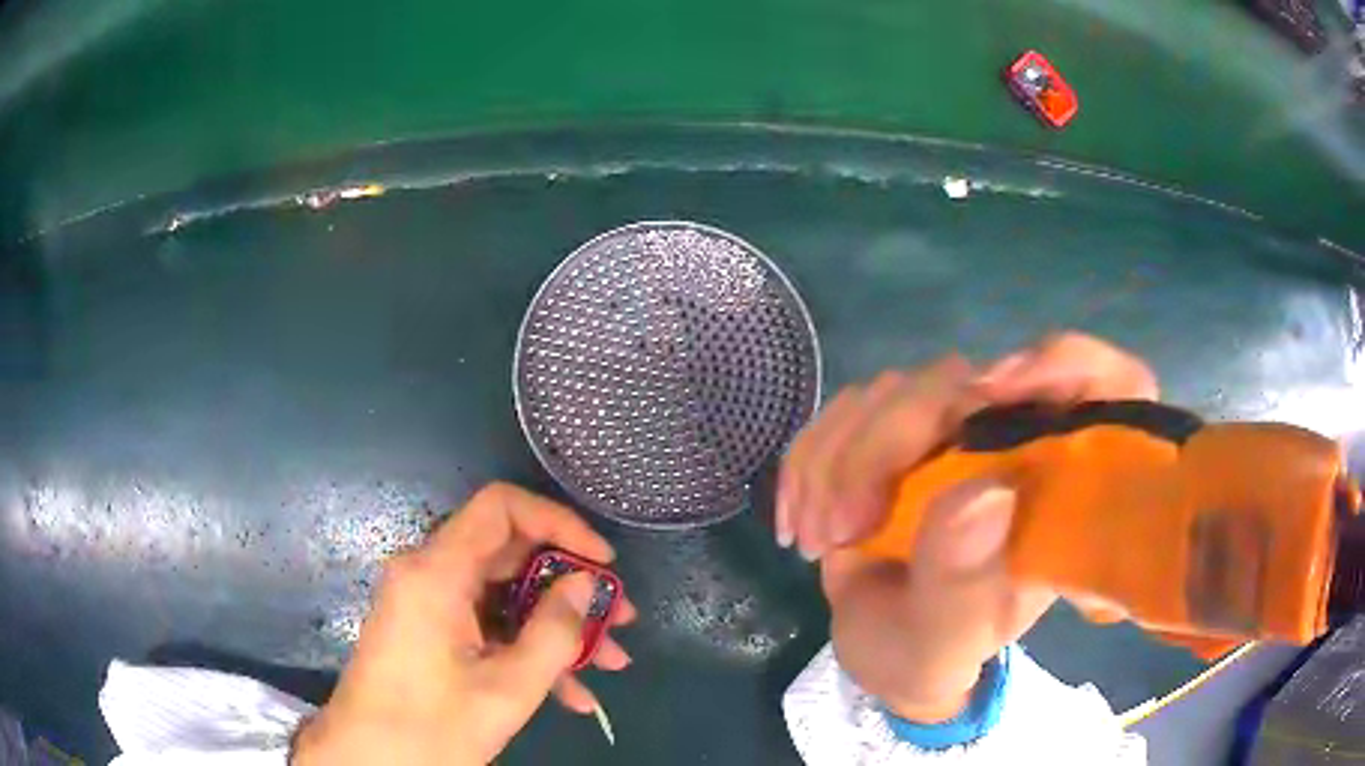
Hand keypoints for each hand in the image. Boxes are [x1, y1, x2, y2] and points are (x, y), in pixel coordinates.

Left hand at [293, 483, 635, 765]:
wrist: (368, 761)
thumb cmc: (433, 727)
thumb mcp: (507, 687)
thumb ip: (554, 631)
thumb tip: (586, 584)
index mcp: (436, 573)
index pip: (502, 508)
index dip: (559, 524)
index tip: (602, 563)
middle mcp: (428, 574)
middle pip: (509, 555)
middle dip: (570, 588)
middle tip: (619, 619)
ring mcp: (427, 604)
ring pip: (503, 597)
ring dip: (557, 627)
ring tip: (609, 663)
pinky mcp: (429, 631)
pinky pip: (486, 625)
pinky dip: (526, 649)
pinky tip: (570, 693)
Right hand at [775, 332, 1156, 722]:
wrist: (885, 652)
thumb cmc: (934, 653)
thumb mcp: (949, 640)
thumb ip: (966, 583)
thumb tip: (982, 493)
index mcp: (1055, 487)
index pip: (1100, 385)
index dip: (1068, 365)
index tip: (996, 393)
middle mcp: (1010, 443)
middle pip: (957, 381)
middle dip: (885, 445)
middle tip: (843, 529)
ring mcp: (947, 433)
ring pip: (889, 391)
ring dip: (836, 460)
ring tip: (819, 538)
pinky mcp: (892, 437)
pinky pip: (843, 413)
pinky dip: (808, 460)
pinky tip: (798, 520)